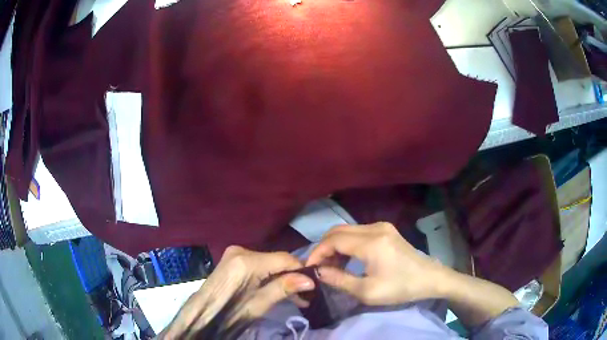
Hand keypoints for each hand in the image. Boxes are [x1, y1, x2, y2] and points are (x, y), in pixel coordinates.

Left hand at [162, 246, 314, 338]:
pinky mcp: (233, 257)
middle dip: (292, 276)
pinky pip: (259, 262)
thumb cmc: (229, 312)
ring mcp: (235, 251)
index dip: (302, 271)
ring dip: (282, 276)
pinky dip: (269, 274)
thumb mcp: (259, 304)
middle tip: (304, 296)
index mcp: (247, 261)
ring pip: (269, 261)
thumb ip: (283, 288)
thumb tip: (310, 280)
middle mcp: (241, 249)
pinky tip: (276, 287)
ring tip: (294, 296)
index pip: (285, 258)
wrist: (203, 312)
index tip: (313, 286)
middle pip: (277, 259)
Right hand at [306, 222, 447, 305]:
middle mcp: (375, 227)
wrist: (430, 279)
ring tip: (331, 266)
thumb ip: (339, 280)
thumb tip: (318, 272)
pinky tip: (347, 259)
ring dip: (335, 246)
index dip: (317, 252)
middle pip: (338, 230)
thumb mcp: (367, 291)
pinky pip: (358, 233)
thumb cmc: (400, 287)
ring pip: (347, 230)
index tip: (309, 268)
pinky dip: (347, 244)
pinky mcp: (386, 230)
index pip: (333, 240)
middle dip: (324, 248)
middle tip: (319, 268)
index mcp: (371, 242)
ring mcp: (382, 227)